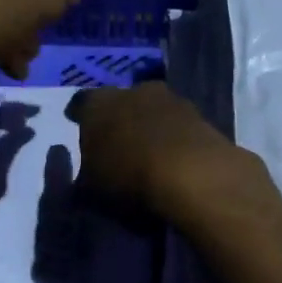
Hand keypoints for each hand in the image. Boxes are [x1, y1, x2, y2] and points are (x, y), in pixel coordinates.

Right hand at [68, 82, 260, 223]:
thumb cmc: (128, 178)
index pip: (81, 104)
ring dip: (151, 127)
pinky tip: (174, 161)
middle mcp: (133, 91)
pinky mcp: (202, 117)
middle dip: (119, 119)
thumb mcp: (91, 191)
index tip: (79, 127)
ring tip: (148, 154)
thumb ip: (83, 180)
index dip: (80, 117)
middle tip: (117, 143)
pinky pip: (179, 128)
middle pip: (122, 102)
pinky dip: (175, 140)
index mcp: (98, 104)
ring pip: (154, 111)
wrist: (193, 175)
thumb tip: (83, 178)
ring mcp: (172, 100)